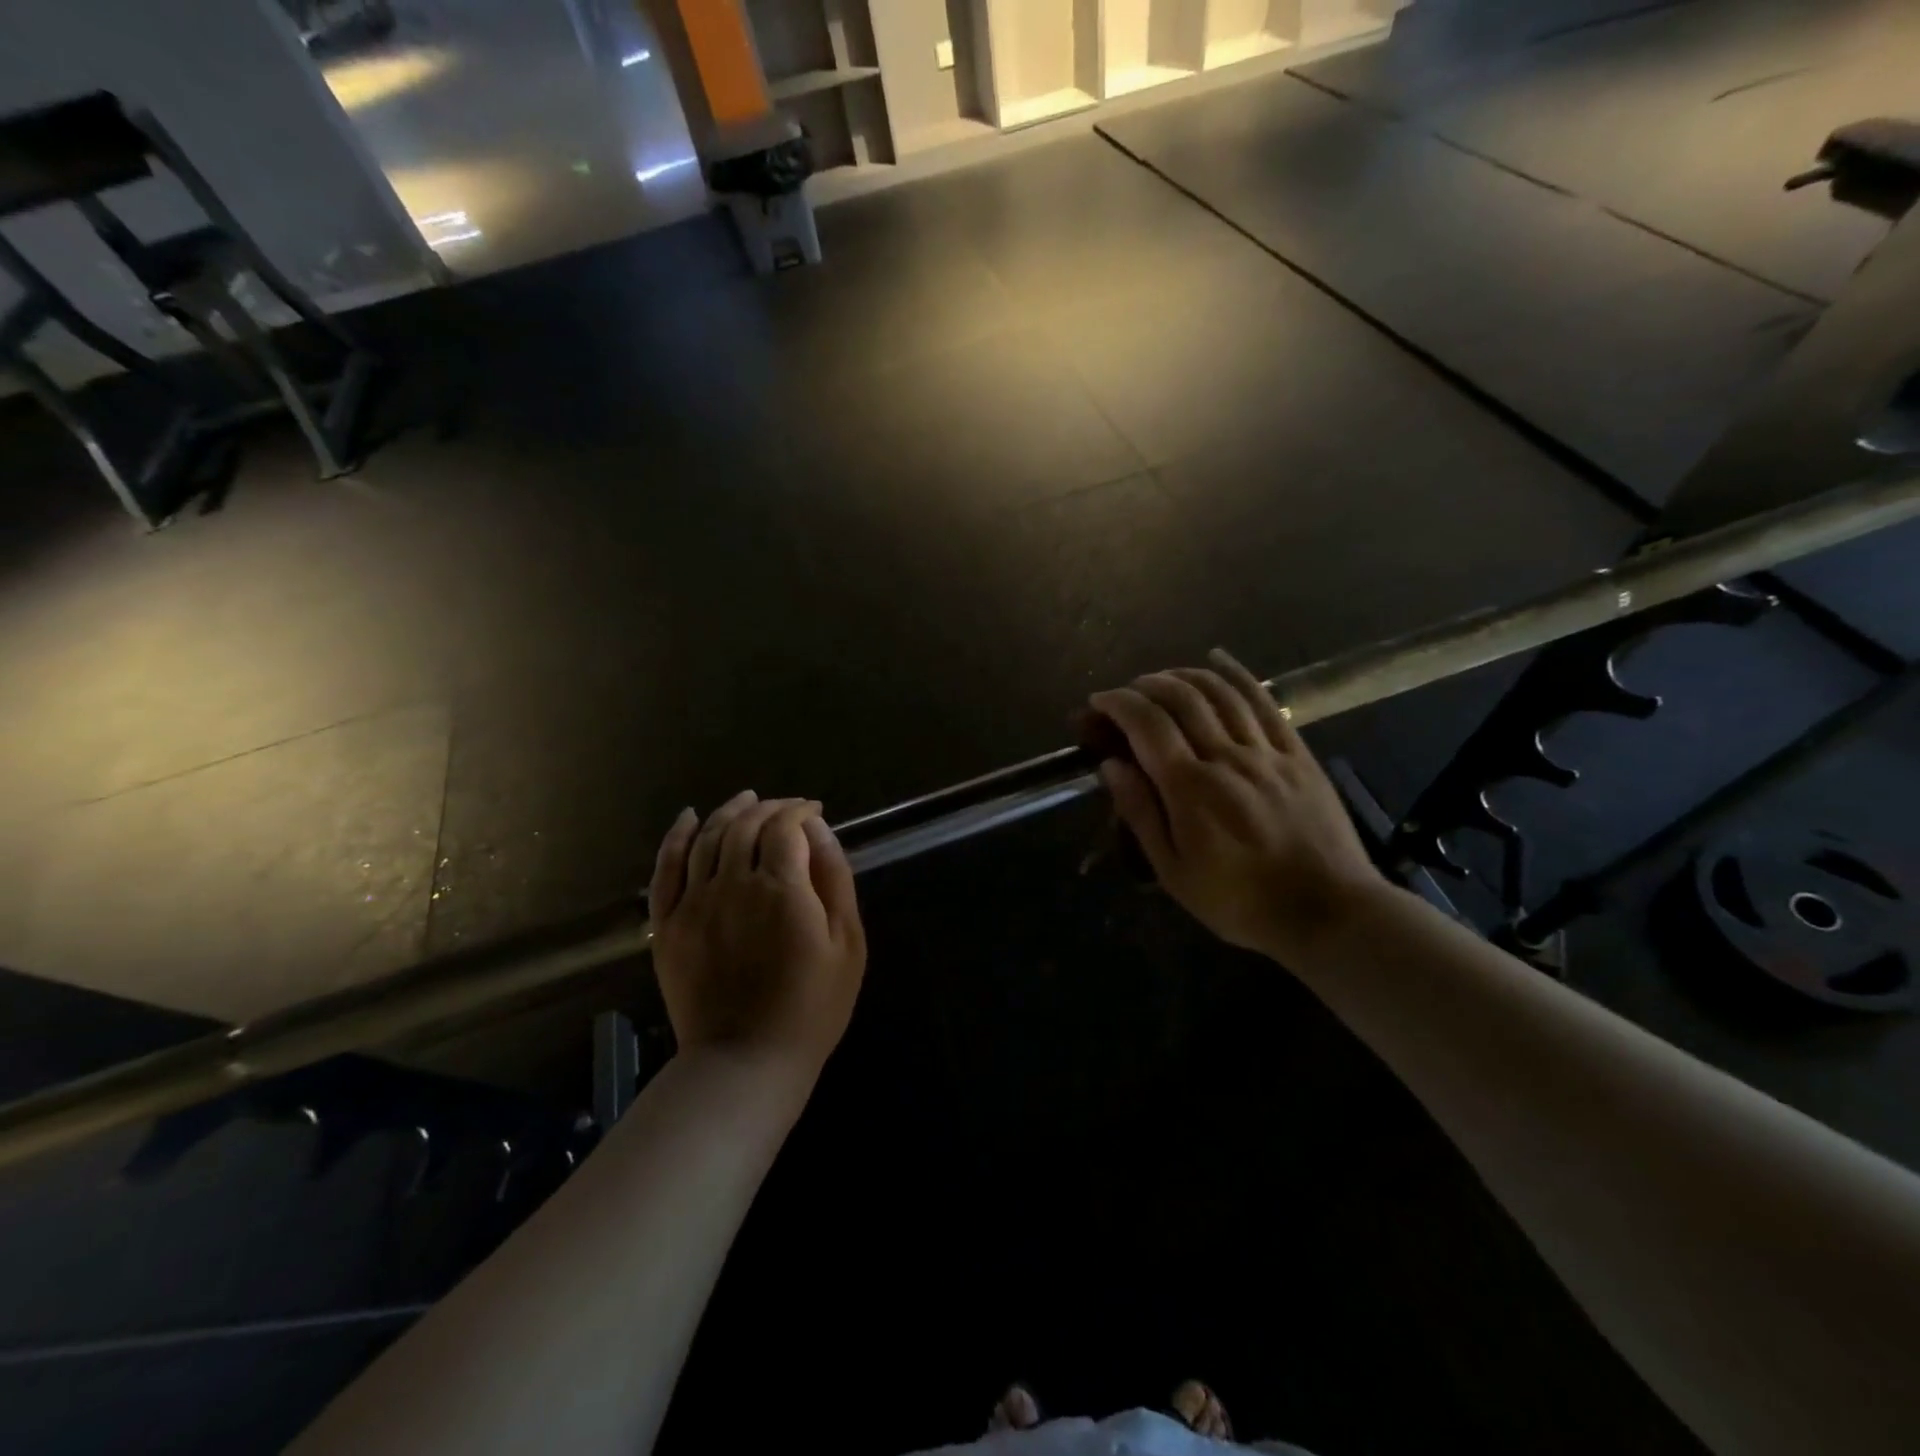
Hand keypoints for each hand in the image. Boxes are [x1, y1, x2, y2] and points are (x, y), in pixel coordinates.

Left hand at [649, 792, 866, 1075]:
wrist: (747, 1061)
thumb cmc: (812, 1006)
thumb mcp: (847, 943)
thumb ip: (834, 878)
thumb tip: (817, 829)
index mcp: (781, 888)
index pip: (785, 825)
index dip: (799, 810)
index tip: (813, 811)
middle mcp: (733, 883)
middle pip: (745, 824)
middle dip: (769, 806)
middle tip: (786, 808)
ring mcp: (694, 902)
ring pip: (708, 837)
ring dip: (729, 811)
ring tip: (747, 800)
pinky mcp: (667, 925)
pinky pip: (665, 868)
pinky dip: (676, 837)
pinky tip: (689, 818)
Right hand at [1089, 650, 1386, 964]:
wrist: (1326, 911)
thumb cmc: (1240, 901)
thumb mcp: (1174, 871)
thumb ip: (1141, 813)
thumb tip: (1111, 765)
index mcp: (1190, 788)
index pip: (1146, 724)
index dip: (1117, 703)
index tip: (1098, 703)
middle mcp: (1226, 757)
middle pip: (1181, 698)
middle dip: (1146, 685)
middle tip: (1128, 693)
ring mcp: (1266, 751)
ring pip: (1220, 691)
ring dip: (1184, 674)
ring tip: (1163, 678)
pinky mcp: (1297, 752)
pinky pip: (1264, 701)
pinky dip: (1237, 674)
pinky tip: (1219, 659)